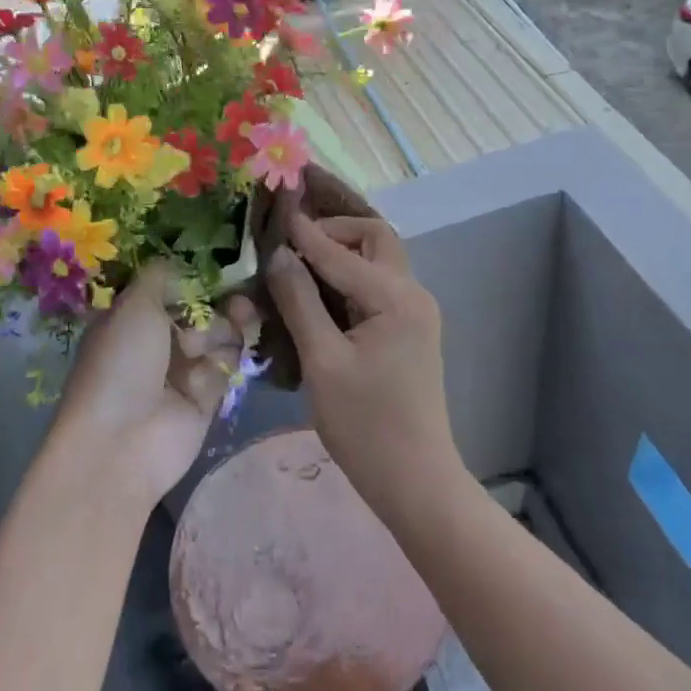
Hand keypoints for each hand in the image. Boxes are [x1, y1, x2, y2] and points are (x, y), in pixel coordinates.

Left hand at [50, 262, 258, 505]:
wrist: (122, 442)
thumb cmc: (121, 363)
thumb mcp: (134, 305)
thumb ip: (162, 275)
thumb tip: (183, 261)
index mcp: (133, 318)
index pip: (173, 288)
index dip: (198, 278)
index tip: (224, 266)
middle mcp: (158, 341)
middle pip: (203, 310)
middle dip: (219, 302)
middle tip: (238, 298)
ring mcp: (183, 370)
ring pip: (220, 335)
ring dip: (224, 329)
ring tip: (220, 335)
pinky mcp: (206, 397)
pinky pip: (226, 366)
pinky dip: (224, 361)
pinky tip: (218, 362)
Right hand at [263, 212, 461, 520]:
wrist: (416, 481)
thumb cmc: (366, 426)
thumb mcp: (323, 362)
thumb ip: (299, 302)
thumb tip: (278, 254)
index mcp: (395, 298)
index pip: (340, 251)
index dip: (303, 231)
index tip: (274, 210)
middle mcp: (413, 293)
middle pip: (374, 238)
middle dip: (334, 230)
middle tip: (292, 241)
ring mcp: (415, 312)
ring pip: (378, 259)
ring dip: (342, 251)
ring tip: (299, 260)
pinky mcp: (409, 329)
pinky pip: (377, 285)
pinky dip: (349, 276)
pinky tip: (318, 291)